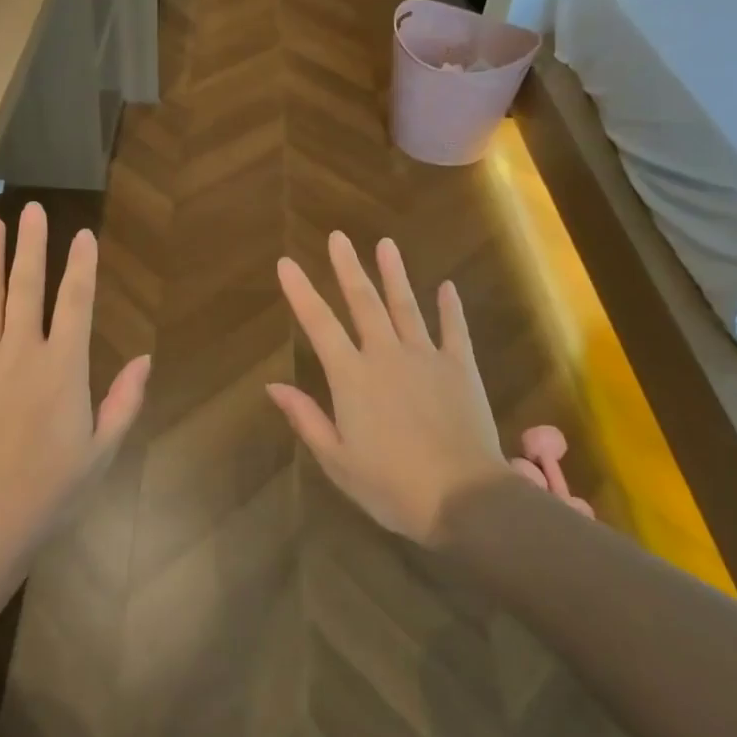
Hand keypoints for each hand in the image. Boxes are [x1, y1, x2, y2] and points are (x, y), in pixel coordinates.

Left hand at [0, 203, 150, 555]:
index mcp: (62, 368)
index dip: (82, 265)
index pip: (76, 303)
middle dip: (32, 246)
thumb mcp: (102, 451)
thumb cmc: (51, 491)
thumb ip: (124, 400)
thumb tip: (144, 358)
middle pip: (27, 288)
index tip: (84, 234)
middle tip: (32, 209)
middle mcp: (20, 353)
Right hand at [268, 232, 586, 544]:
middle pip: (363, 302)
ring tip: (385, 243)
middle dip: (348, 267)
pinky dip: (450, 307)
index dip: (300, 292)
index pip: (319, 324)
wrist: (464, 499)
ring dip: (394, 274)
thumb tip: (272, 386)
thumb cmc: (392, 486)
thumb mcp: (337, 460)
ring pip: (406, 306)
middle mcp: (386, 355)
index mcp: (352, 377)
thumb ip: (306, 418)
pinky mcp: (461, 368)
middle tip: (338, 237)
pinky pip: (454, 329)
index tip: (286, 263)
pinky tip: (447, 286)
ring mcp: (426, 357)